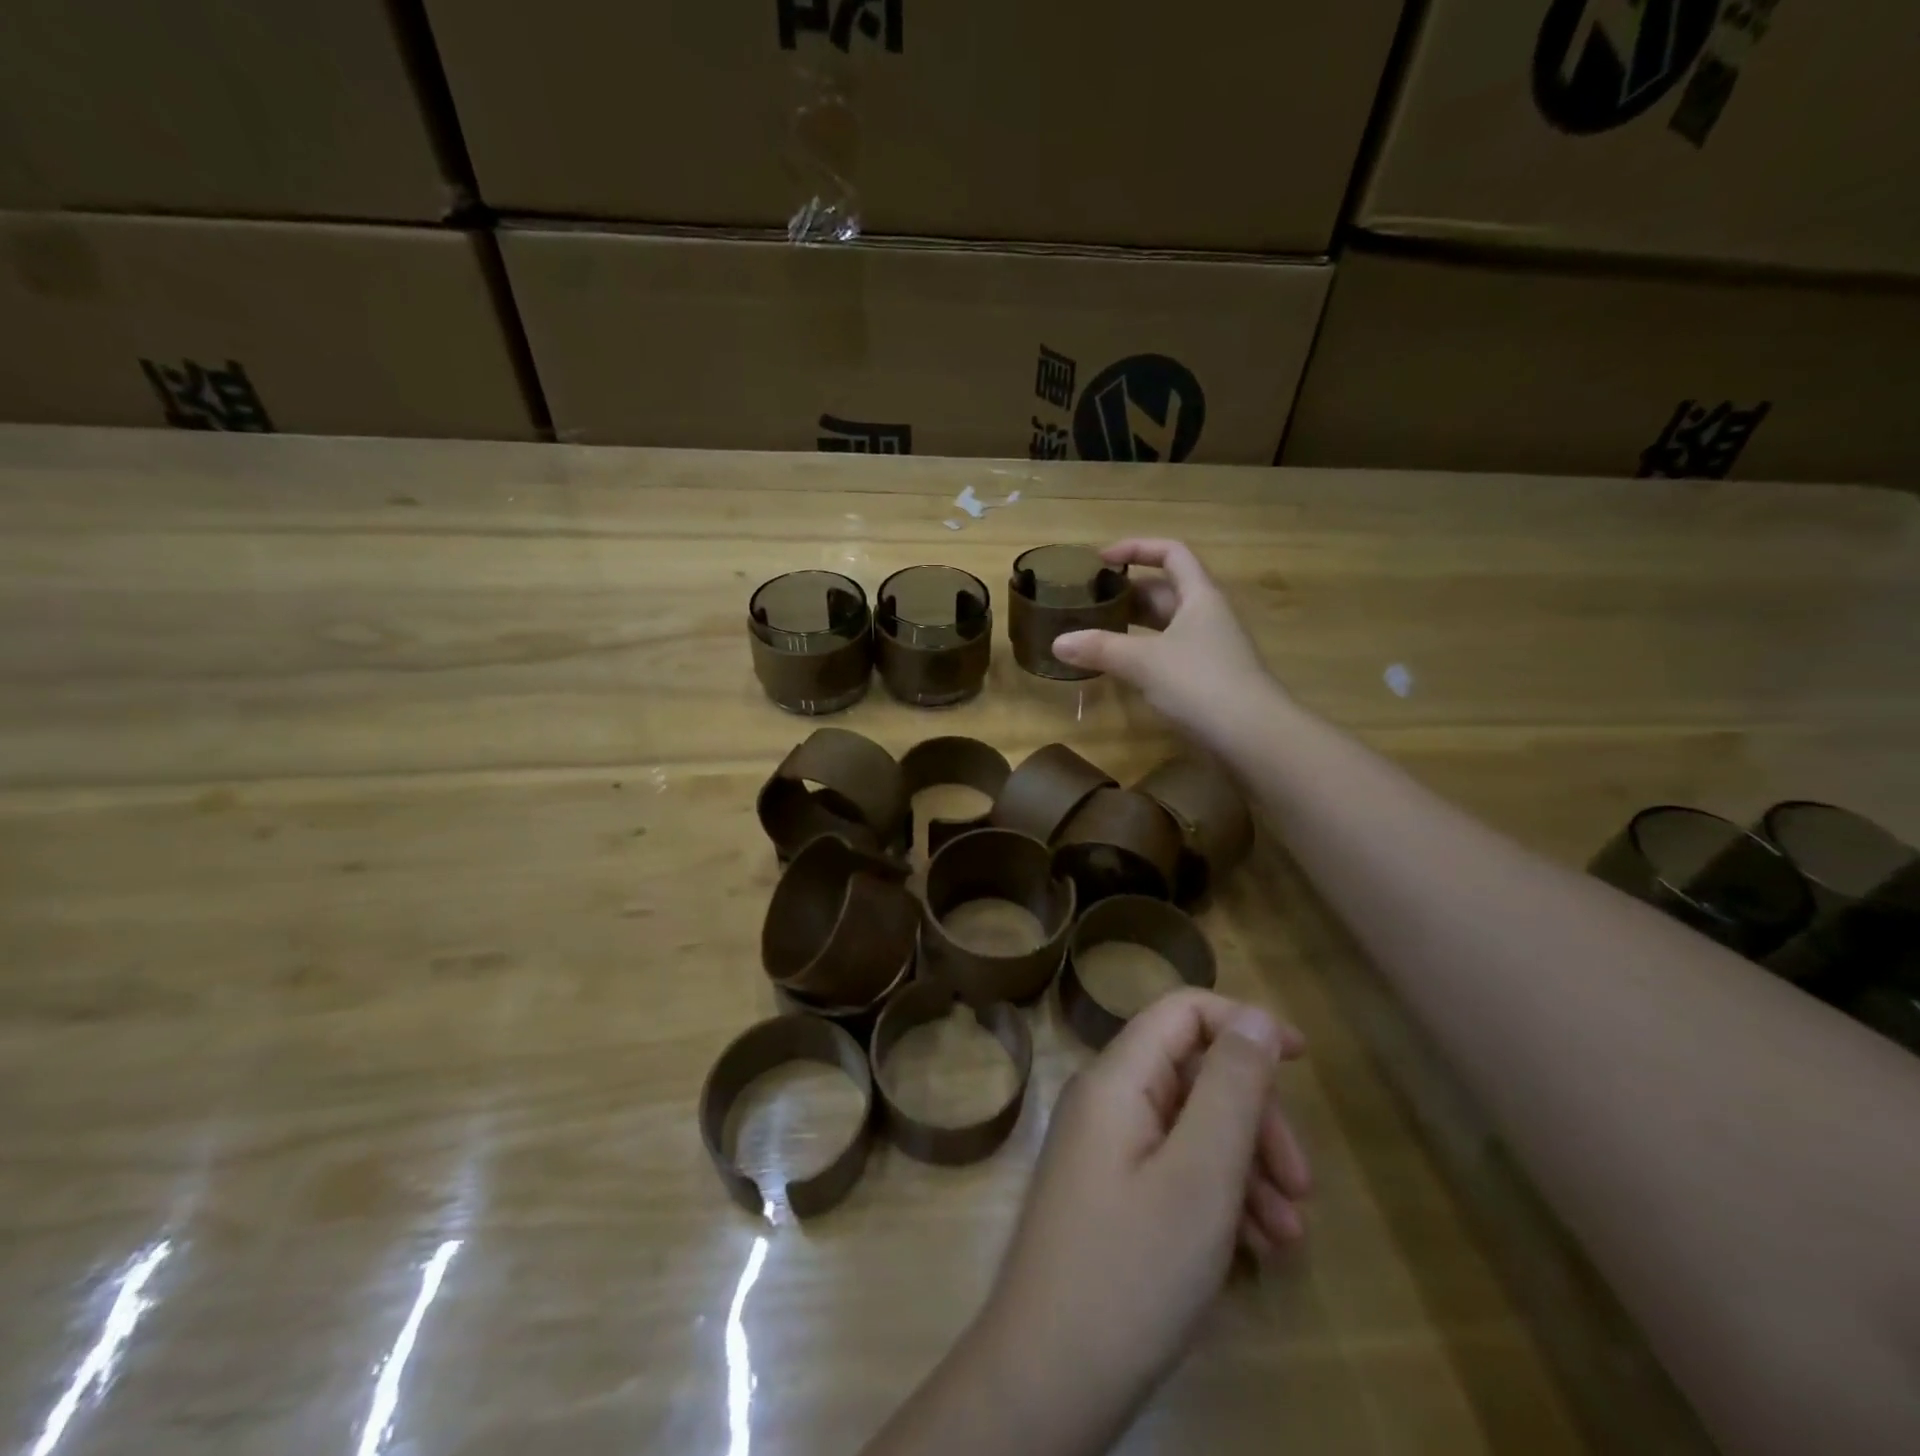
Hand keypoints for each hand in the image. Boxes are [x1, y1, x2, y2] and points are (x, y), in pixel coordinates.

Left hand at [983, 992, 1309, 1441]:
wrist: (1047, 1379)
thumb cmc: (1131, 1271)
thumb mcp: (1199, 1176)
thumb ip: (1230, 1087)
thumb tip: (1252, 1016)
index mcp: (1117, 1079)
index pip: (1181, 1012)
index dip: (1242, 1022)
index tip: (1304, 1061)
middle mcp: (1106, 1102)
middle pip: (1194, 1075)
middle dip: (1256, 1119)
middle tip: (1303, 1187)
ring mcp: (1105, 1150)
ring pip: (1191, 1128)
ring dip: (1245, 1169)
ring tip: (1289, 1239)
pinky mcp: (1111, 1196)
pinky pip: (1174, 1170)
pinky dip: (1218, 1198)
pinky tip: (1255, 1252)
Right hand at [1052, 540, 1276, 745]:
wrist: (1252, 735)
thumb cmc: (1200, 683)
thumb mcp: (1144, 662)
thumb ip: (1100, 648)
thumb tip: (1058, 642)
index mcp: (1200, 596)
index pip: (1171, 553)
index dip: (1137, 548)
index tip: (1101, 559)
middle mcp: (1208, 614)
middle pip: (1166, 589)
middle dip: (1128, 591)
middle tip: (1090, 601)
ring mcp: (1211, 647)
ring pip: (1167, 624)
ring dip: (1134, 623)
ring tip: (1097, 630)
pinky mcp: (1208, 677)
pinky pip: (1170, 651)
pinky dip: (1144, 651)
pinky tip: (1122, 666)